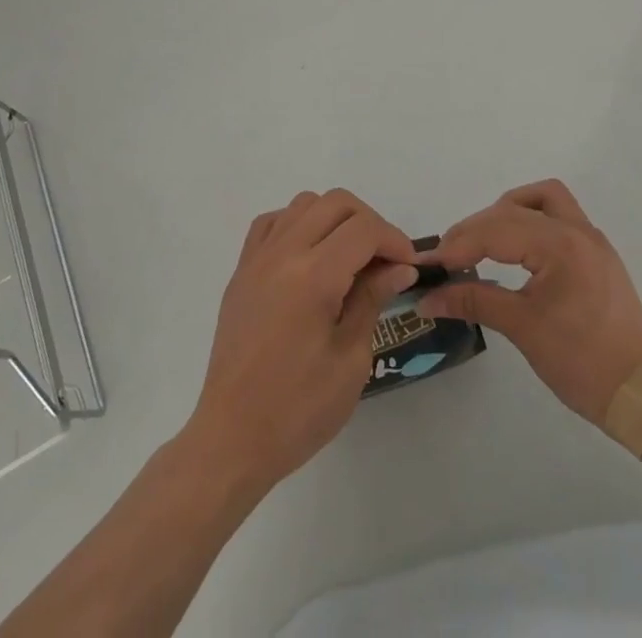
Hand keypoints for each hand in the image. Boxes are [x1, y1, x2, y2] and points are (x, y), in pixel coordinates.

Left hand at [183, 190, 417, 495]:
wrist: (231, 438)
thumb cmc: (298, 410)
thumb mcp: (350, 360)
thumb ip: (372, 300)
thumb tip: (398, 268)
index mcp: (312, 276)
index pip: (363, 229)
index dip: (394, 240)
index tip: (410, 268)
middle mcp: (282, 253)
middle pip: (335, 202)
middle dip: (369, 223)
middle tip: (385, 262)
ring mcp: (257, 258)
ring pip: (304, 204)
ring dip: (335, 219)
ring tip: (350, 259)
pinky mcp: (242, 270)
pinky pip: (273, 222)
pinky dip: (299, 225)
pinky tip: (311, 257)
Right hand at [417, 179, 641, 425]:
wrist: (641, 396)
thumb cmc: (581, 362)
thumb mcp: (522, 328)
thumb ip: (473, 301)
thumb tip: (429, 298)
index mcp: (560, 244)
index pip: (497, 230)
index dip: (459, 244)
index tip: (430, 263)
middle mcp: (577, 230)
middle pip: (515, 208)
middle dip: (478, 228)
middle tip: (451, 257)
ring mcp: (591, 240)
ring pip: (544, 199)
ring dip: (509, 211)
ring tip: (484, 240)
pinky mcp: (598, 255)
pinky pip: (560, 218)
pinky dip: (532, 222)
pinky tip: (517, 250)